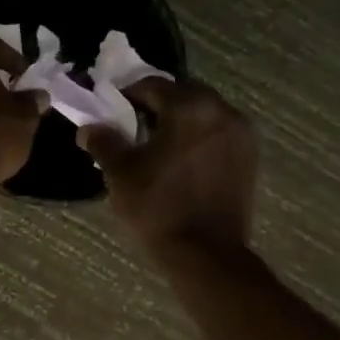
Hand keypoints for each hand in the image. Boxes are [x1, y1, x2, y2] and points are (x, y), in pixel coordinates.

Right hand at [79, 79, 257, 253]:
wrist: (206, 254)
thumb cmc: (158, 206)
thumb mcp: (120, 171)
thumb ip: (103, 140)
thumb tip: (89, 127)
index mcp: (190, 107)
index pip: (151, 85)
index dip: (126, 96)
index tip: (110, 112)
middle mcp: (222, 111)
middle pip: (182, 95)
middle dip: (156, 106)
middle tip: (131, 127)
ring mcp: (241, 135)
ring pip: (202, 114)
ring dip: (179, 121)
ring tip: (156, 145)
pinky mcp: (249, 158)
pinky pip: (217, 134)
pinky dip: (197, 138)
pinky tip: (179, 160)